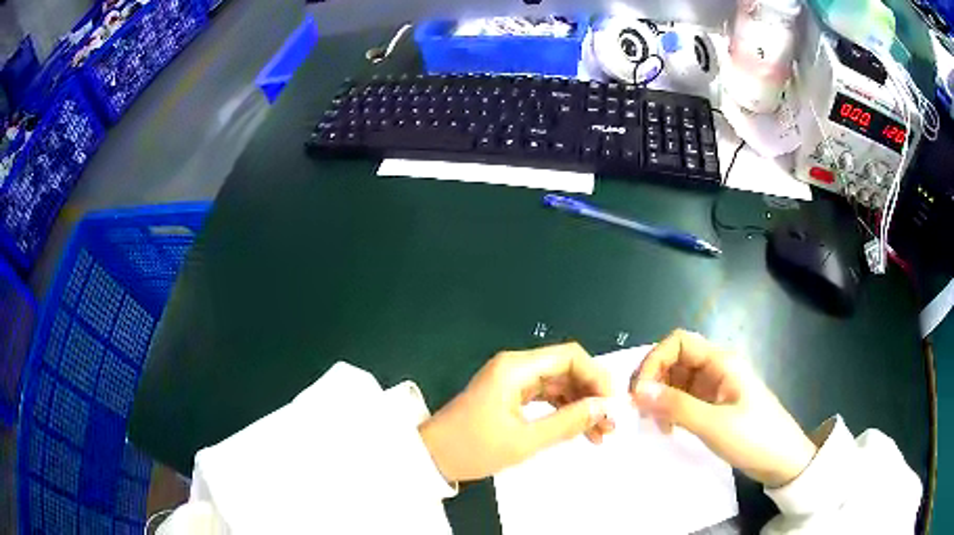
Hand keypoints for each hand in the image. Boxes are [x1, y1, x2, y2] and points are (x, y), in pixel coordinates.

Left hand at [419, 342, 614, 482]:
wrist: (430, 458)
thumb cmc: (473, 448)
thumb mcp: (525, 440)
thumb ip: (569, 422)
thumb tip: (605, 407)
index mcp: (516, 367)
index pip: (570, 356)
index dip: (597, 376)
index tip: (612, 404)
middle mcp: (516, 367)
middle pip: (566, 369)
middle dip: (591, 394)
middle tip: (610, 424)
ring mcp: (512, 381)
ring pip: (559, 384)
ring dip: (580, 405)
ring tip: (600, 433)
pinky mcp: (509, 395)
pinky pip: (545, 397)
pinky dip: (563, 411)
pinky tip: (579, 430)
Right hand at [630, 330, 817, 487]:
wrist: (782, 460)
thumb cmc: (754, 437)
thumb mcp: (714, 424)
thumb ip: (676, 406)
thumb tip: (638, 391)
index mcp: (721, 362)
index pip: (679, 343)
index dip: (655, 361)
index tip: (639, 392)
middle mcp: (717, 368)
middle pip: (677, 360)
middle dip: (655, 381)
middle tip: (641, 411)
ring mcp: (717, 387)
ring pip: (679, 380)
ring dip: (661, 397)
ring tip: (656, 424)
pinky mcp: (716, 405)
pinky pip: (686, 399)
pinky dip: (672, 409)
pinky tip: (669, 428)